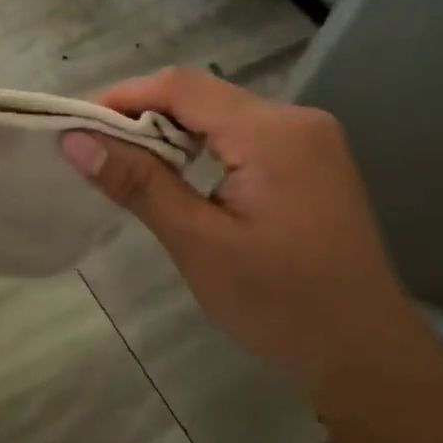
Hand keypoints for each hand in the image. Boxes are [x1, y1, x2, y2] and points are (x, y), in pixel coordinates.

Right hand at [60, 68, 410, 382]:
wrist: (366, 355)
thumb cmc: (280, 304)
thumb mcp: (198, 243)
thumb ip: (138, 183)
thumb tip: (75, 140)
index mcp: (272, 132)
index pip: (182, 87)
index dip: (123, 96)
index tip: (76, 123)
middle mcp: (296, 120)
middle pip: (203, 95)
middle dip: (144, 113)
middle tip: (95, 146)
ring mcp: (311, 139)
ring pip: (223, 114)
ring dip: (172, 130)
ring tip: (127, 161)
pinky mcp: (312, 162)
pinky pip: (245, 135)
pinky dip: (203, 146)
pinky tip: (178, 173)